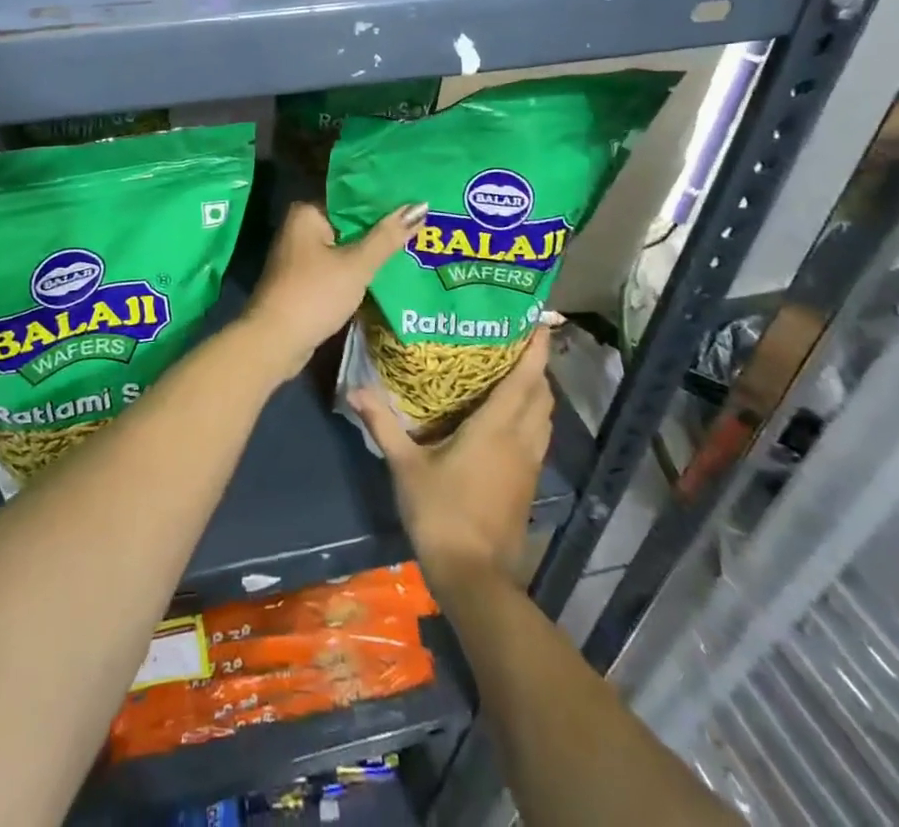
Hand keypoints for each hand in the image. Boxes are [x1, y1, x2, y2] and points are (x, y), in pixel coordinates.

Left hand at [237, 200, 426, 381]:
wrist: (275, 341)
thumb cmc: (315, 295)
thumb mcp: (356, 265)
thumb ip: (387, 237)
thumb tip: (420, 206)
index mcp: (307, 212)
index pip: (353, 197)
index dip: (385, 201)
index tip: (418, 202)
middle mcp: (300, 228)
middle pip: (350, 222)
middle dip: (382, 228)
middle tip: (426, 224)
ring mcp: (301, 255)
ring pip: (346, 246)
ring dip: (372, 251)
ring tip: (416, 244)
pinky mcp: (305, 279)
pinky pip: (339, 266)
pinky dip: (359, 269)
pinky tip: (388, 271)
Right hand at [349, 327, 556, 586]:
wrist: (475, 577)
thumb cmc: (441, 513)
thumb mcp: (405, 466)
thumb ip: (382, 423)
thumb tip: (354, 387)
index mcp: (497, 428)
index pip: (525, 378)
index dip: (536, 349)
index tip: (540, 321)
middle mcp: (521, 439)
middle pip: (541, 393)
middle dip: (536, 365)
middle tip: (516, 340)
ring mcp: (529, 464)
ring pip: (545, 416)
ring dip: (537, 391)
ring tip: (515, 371)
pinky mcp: (529, 483)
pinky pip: (539, 436)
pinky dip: (533, 416)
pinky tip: (509, 418)